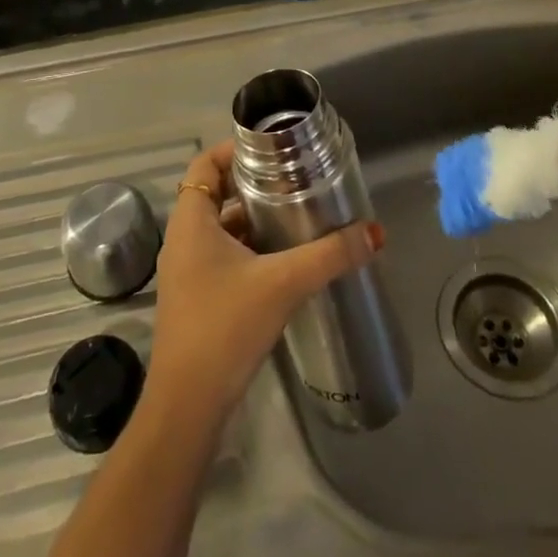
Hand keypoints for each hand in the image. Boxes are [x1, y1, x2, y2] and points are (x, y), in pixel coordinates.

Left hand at [146, 139, 383, 416]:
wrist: (187, 406)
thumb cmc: (225, 328)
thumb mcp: (283, 283)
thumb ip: (330, 256)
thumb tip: (374, 233)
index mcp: (191, 221)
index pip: (206, 164)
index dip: (235, 150)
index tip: (273, 149)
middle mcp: (183, 239)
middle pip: (215, 193)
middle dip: (253, 185)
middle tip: (294, 180)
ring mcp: (186, 271)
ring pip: (220, 227)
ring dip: (252, 219)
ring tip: (295, 216)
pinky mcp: (195, 298)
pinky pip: (221, 256)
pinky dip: (248, 249)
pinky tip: (281, 262)